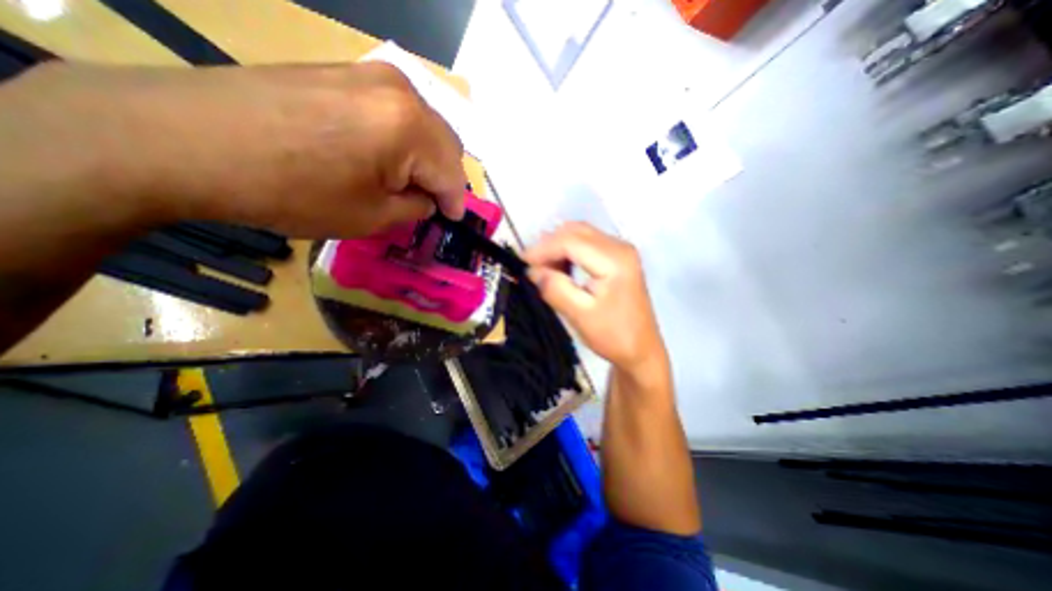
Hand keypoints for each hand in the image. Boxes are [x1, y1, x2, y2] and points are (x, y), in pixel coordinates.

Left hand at [2, 61, 463, 237]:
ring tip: (409, 183)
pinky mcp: (344, 72)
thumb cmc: (292, 190)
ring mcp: (370, 74)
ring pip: (423, 126)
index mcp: (411, 128)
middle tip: (433, 203)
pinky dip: (402, 140)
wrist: (184, 139)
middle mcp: (401, 91)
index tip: (453, 221)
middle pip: (445, 143)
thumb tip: (426, 199)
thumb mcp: (371, 217)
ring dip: (425, 158)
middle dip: (444, 177)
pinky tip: (385, 158)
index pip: (453, 173)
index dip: (456, 203)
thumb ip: (414, 207)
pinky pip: (395, 113)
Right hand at [523, 221, 664, 373]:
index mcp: (614, 260)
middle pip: (576, 231)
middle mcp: (620, 247)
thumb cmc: (613, 335)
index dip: (543, 249)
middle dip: (549, 245)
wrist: (641, 349)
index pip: (570, 241)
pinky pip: (587, 243)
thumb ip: (555, 289)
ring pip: (580, 234)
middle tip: (531, 266)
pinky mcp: (618, 257)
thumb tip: (532, 270)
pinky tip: (561, 267)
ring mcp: (621, 250)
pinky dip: (569, 250)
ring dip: (558, 246)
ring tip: (543, 268)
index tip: (521, 262)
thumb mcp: (580, 315)